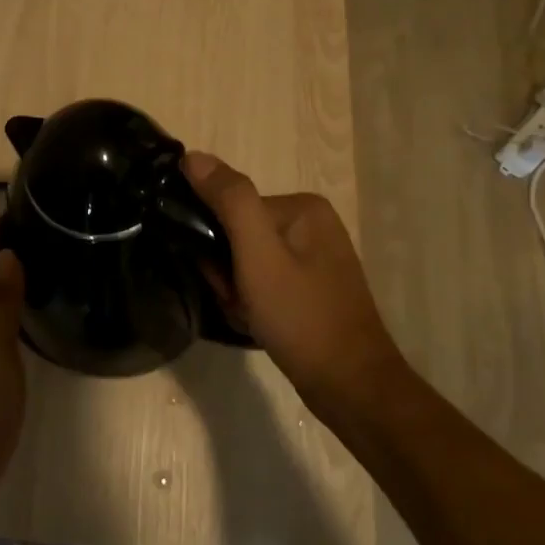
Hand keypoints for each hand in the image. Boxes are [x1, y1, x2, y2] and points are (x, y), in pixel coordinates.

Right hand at [183, 152, 402, 408]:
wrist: (351, 388)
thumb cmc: (301, 317)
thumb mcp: (258, 254)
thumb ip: (229, 200)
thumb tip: (193, 155)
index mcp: (302, 207)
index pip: (232, 209)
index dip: (216, 244)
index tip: (221, 278)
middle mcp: (311, 224)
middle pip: (239, 234)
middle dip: (227, 271)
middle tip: (237, 301)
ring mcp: (315, 258)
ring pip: (247, 262)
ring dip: (237, 291)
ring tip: (249, 317)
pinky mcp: (312, 288)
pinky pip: (264, 282)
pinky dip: (253, 303)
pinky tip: (259, 324)